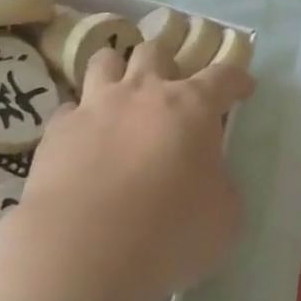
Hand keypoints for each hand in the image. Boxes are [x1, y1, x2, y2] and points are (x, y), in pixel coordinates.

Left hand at [11, 40, 254, 300]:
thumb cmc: (169, 231)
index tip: (243, 87)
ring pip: (104, 61)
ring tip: (120, 93)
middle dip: (166, 63)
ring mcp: (95, 106)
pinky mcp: (57, 130)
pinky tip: (83, 140)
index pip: (222, 77)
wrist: (84, 248)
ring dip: (116, 71)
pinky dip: (79, 118)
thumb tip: (209, 178)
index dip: (236, 79)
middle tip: (171, 88)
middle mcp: (142, 92)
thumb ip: (221, 186)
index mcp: (191, 107)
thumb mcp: (224, 217)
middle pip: (155, 52)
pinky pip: (69, 108)